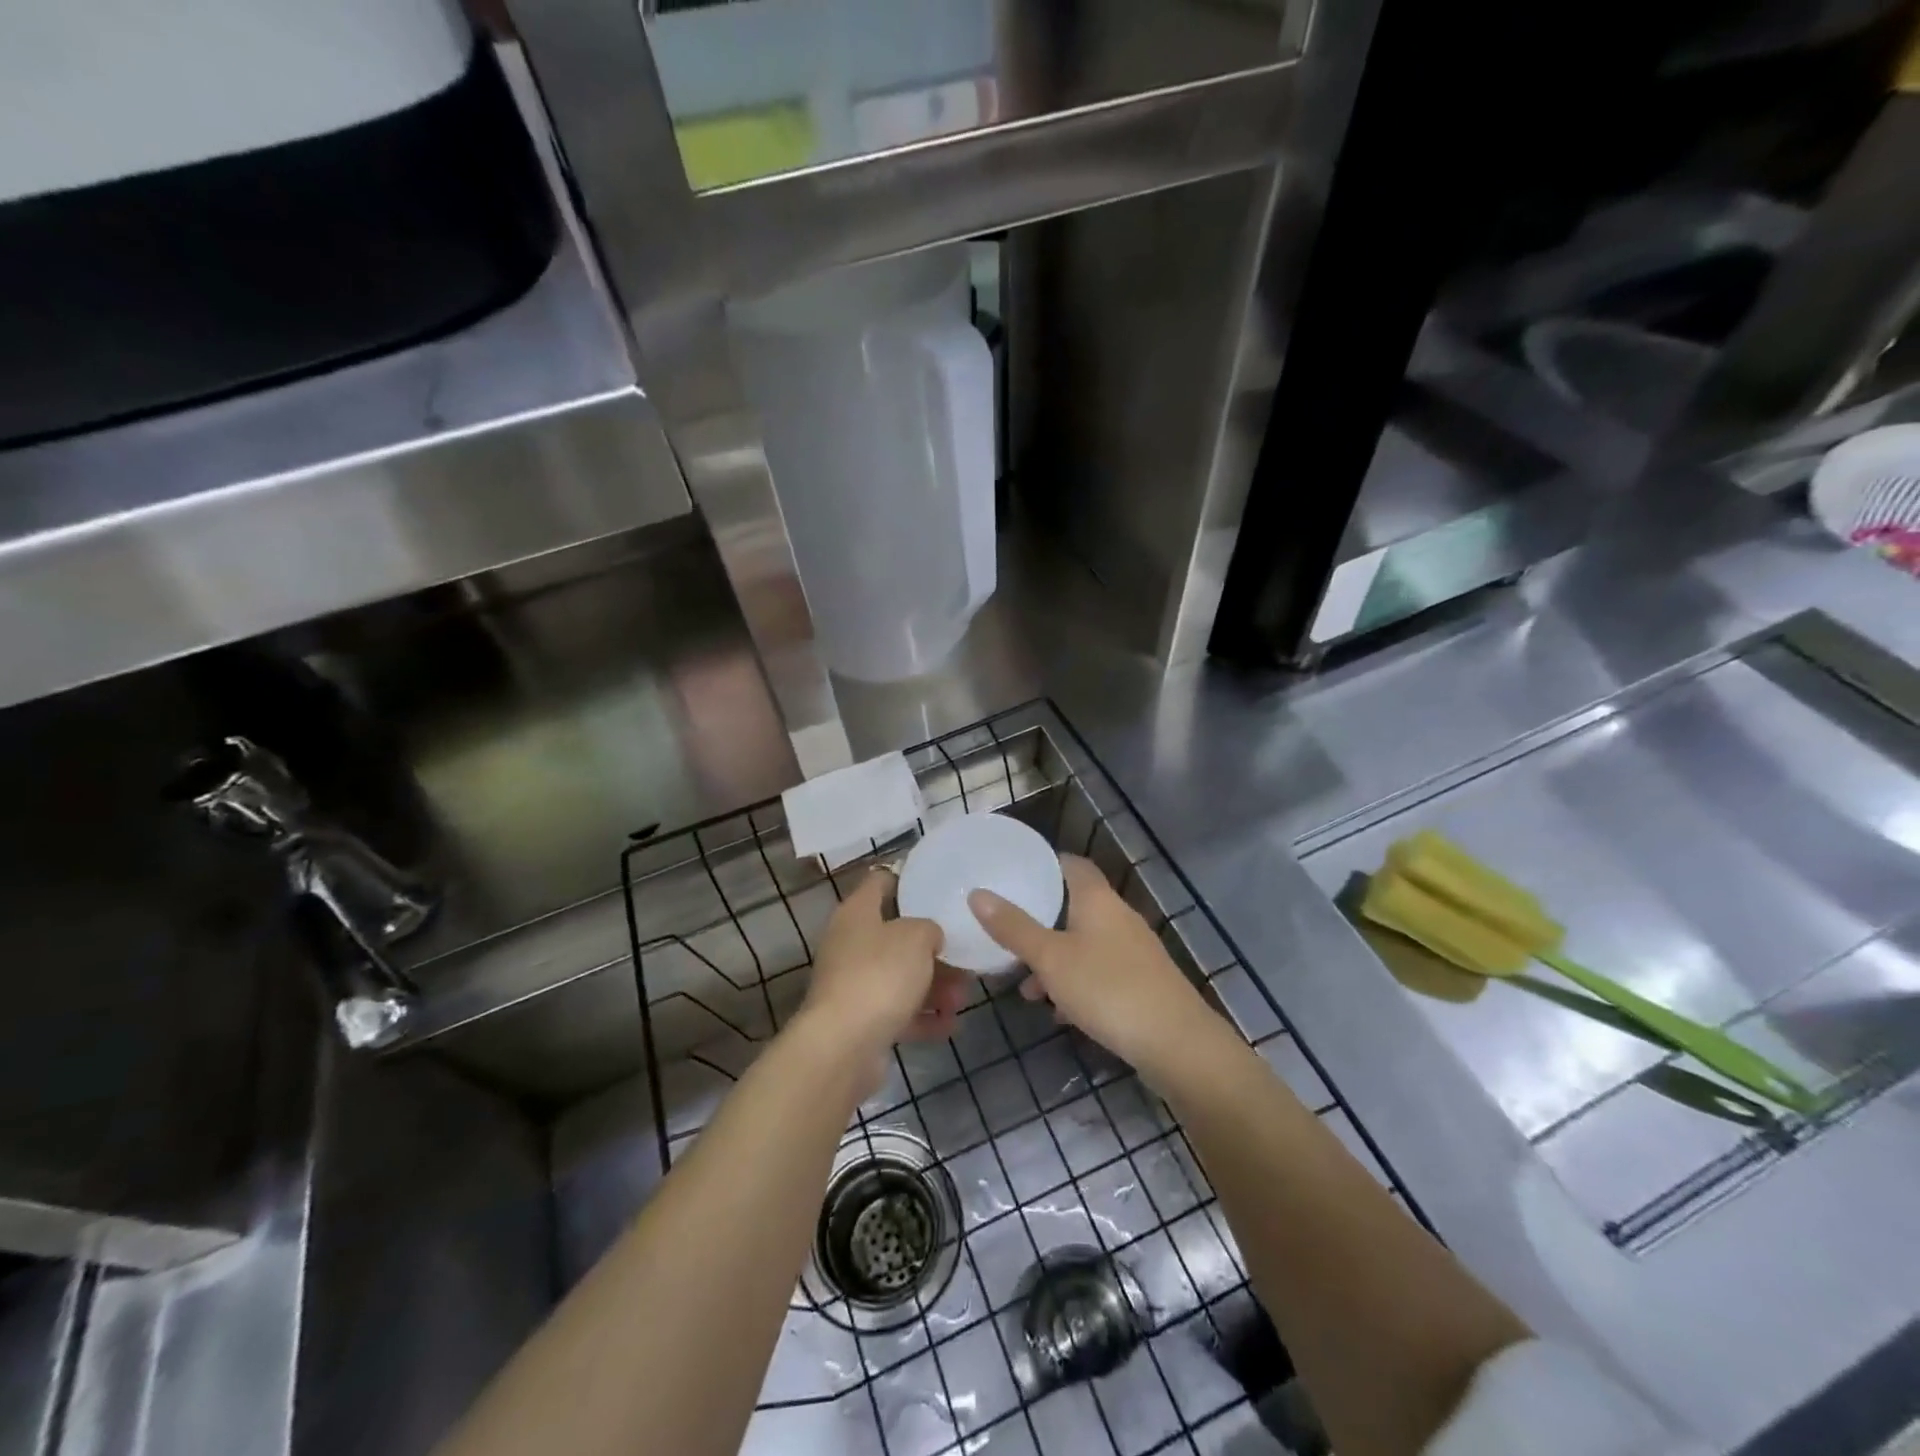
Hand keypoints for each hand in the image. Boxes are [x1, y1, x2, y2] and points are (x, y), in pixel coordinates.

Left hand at [799, 869, 968, 1064]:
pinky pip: (899, 1012)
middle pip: (896, 936)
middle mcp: (851, 944)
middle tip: (965, 955)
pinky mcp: (861, 1021)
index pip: (880, 881)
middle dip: (933, 948)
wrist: (843, 1046)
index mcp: (857, 913)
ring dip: (935, 986)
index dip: (907, 879)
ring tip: (963, 997)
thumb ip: (929, 928)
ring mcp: (854, 984)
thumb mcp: (916, 937)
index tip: (938, 886)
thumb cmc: (880, 975)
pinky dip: (924, 1017)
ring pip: (901, 976)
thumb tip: (929, 936)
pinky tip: (951, 1025)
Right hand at [969, 855, 1220, 1082]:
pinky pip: (1099, 972)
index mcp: (1097, 900)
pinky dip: (1076, 984)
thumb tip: (977, 893)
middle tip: (1007, 935)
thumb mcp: (1051, 959)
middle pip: (1074, 906)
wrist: (1176, 1044)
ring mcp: (1133, 951)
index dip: (1043, 866)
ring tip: (1026, 987)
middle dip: (1040, 921)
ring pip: (1084, 944)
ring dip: (1055, 960)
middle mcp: (1118, 917)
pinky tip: (1059, 1012)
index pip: (1070, 864)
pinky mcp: (1141, 983)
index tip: (1012, 877)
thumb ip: (1014, 928)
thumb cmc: (1108, 988)